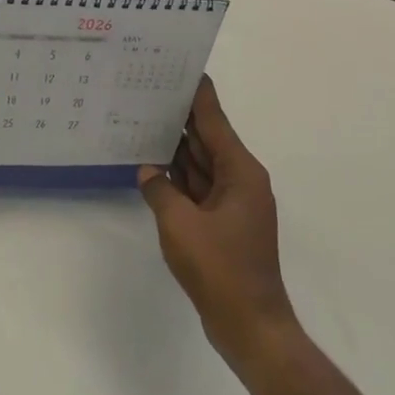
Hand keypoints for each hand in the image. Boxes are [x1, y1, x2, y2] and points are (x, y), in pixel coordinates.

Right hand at [138, 76, 299, 374]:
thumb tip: (148, 172)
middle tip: (148, 90)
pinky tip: (151, 167)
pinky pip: (197, 188)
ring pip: (200, 164)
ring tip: (143, 120)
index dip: (197, 94)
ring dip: (175, 147)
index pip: (214, 120)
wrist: (250, 327)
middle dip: (180, 116)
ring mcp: (232, 203)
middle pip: (207, 138)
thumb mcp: (179, 225)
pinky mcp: (223, 223)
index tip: (179, 67)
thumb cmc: (220, 269)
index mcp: (240, 172)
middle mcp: (240, 180)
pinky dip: (177, 177)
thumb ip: (159, 191)